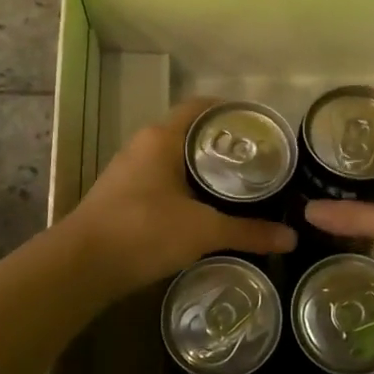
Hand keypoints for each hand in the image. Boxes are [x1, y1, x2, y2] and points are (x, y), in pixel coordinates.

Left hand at [61, 97, 295, 294]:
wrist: (82, 266)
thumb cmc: (144, 231)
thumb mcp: (203, 231)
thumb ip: (248, 232)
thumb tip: (291, 238)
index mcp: (162, 138)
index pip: (203, 107)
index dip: (233, 111)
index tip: (261, 126)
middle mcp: (144, 145)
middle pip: (191, 132)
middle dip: (224, 143)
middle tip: (260, 160)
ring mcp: (129, 170)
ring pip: (176, 158)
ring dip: (204, 168)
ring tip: (240, 184)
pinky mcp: (123, 195)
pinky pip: (163, 180)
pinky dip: (187, 187)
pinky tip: (206, 208)